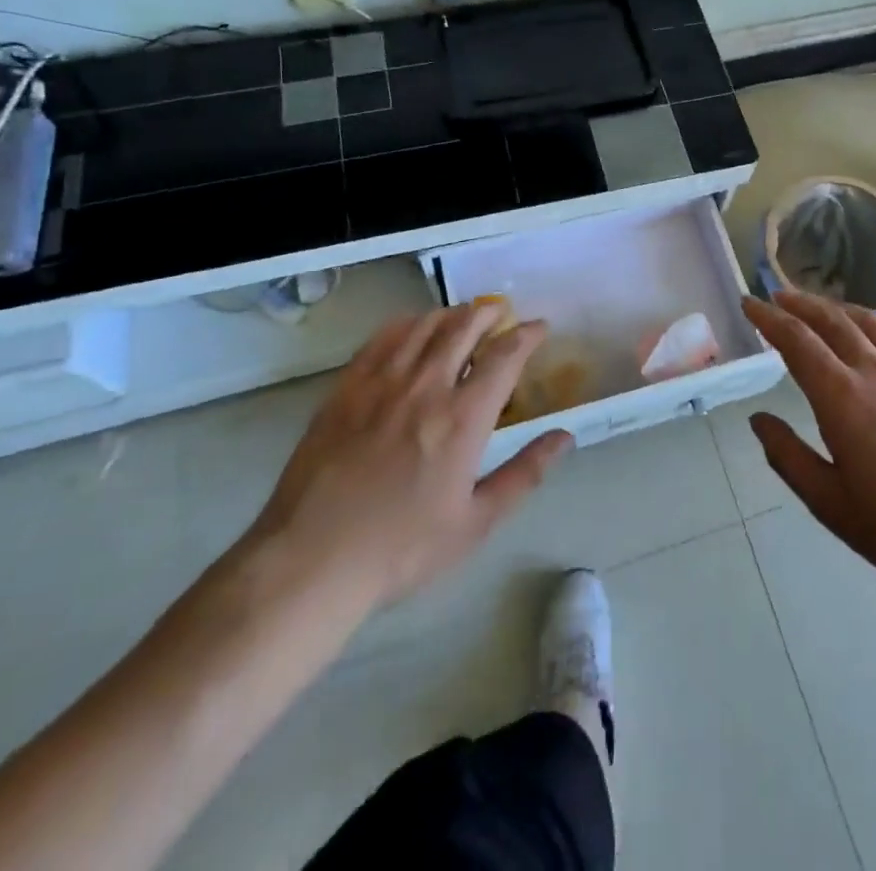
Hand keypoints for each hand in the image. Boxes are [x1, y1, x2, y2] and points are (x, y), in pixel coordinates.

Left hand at [242, 303, 574, 620]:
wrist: (311, 561)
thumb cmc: (402, 548)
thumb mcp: (475, 522)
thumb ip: (525, 473)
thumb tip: (564, 437)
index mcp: (462, 418)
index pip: (505, 356)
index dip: (528, 334)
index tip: (539, 327)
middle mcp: (425, 387)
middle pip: (464, 327)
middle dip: (490, 314)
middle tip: (501, 316)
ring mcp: (381, 383)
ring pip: (424, 325)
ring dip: (451, 315)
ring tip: (463, 319)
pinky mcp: (346, 389)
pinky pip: (381, 339)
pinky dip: (407, 325)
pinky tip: (413, 331)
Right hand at [743, 292, 875, 611]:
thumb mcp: (828, 502)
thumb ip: (788, 456)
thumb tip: (759, 419)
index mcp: (842, 398)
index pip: (797, 341)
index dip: (769, 318)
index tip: (749, 303)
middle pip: (833, 321)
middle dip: (801, 303)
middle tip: (778, 296)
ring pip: (872, 323)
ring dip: (840, 308)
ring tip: (822, 307)